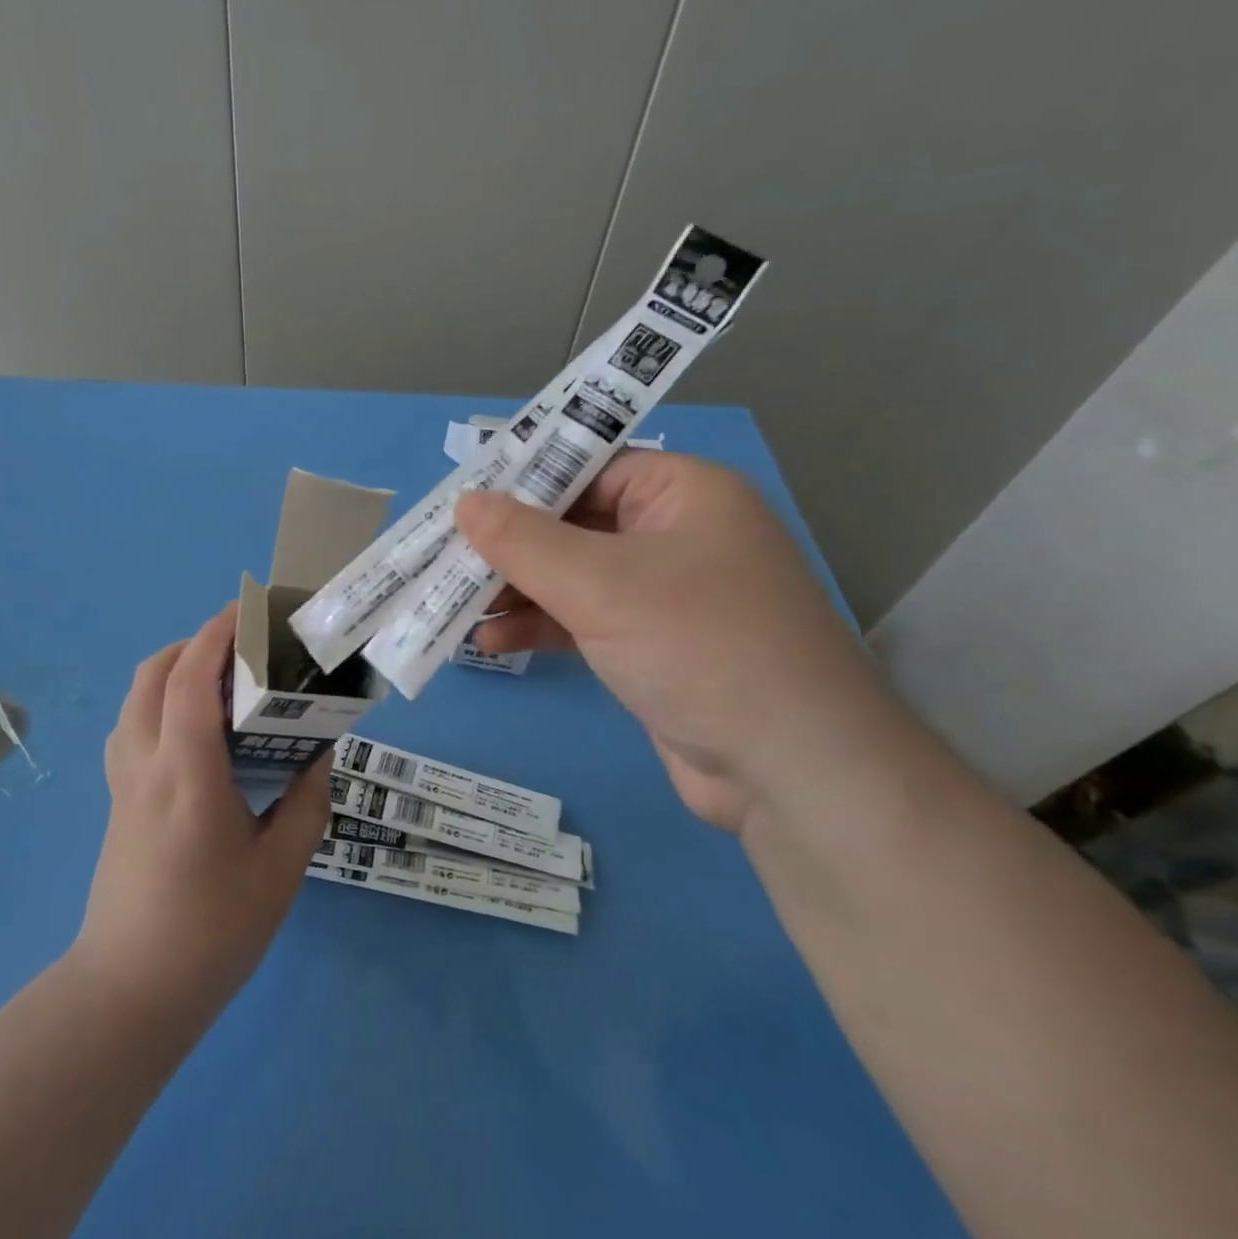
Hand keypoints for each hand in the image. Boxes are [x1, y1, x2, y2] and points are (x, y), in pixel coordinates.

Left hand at [75, 603, 329, 1025]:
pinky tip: (191, 728)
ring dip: (172, 669)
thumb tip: (319, 753)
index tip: (246, 609)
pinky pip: (131, 726)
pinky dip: (158, 701)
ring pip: (136, 698)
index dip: (215, 635)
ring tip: (220, 680)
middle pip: (153, 675)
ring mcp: (122, 782)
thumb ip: (305, 802)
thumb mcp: (281, 870)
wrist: (129, 992)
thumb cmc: (212, 932)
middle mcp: (146, 765)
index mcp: (187, 775)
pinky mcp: (115, 799)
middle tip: (241, 646)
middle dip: (194, 643)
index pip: (190, 681)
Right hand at [455, 452, 897, 833]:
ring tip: (455, 606)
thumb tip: (465, 502)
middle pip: (574, 525)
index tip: (462, 501)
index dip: (522, 482)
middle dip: (510, 547)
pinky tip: (490, 643)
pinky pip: (583, 620)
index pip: (588, 467)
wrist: (791, 770)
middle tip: (446, 558)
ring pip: (572, 577)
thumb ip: (524, 541)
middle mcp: (677, 535)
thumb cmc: (699, 645)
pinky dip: (540, 627)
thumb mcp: (600, 584)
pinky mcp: (652, 646)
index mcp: (683, 494)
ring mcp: (665, 595)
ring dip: (516, 592)